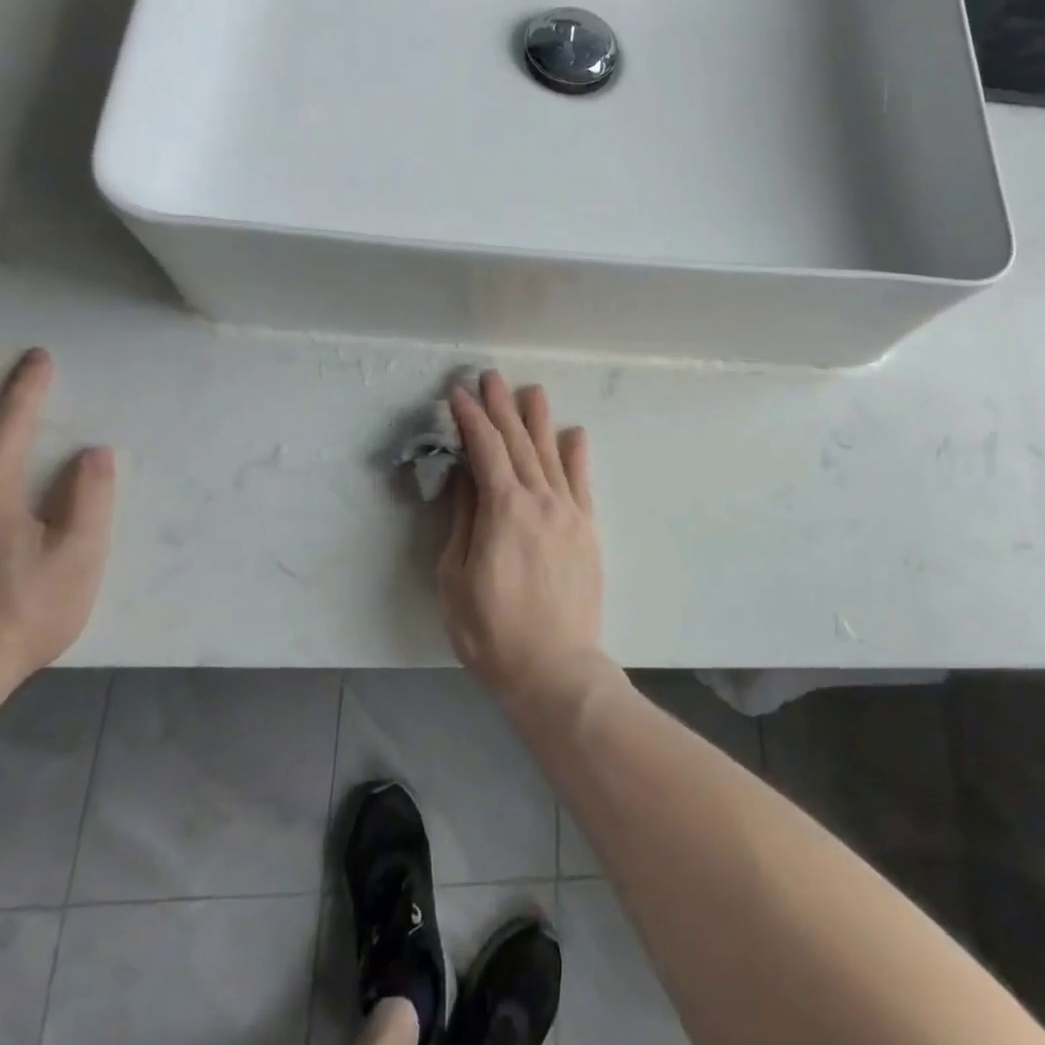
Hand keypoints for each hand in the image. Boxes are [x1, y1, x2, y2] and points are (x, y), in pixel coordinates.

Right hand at [439, 371, 606, 705]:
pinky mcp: (588, 529)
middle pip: (518, 442)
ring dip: (538, 420)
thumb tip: (467, 477)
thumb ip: (463, 520)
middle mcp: (540, 499)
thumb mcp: (456, 578)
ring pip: (551, 454)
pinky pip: (582, 482)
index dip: (470, 419)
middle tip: (490, 377)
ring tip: (531, 390)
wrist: (555, 668)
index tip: (458, 394)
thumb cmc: (492, 631)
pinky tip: (574, 434)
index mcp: (504, 509)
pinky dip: (576, 455)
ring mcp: (569, 512)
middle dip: (502, 407)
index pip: (485, 450)